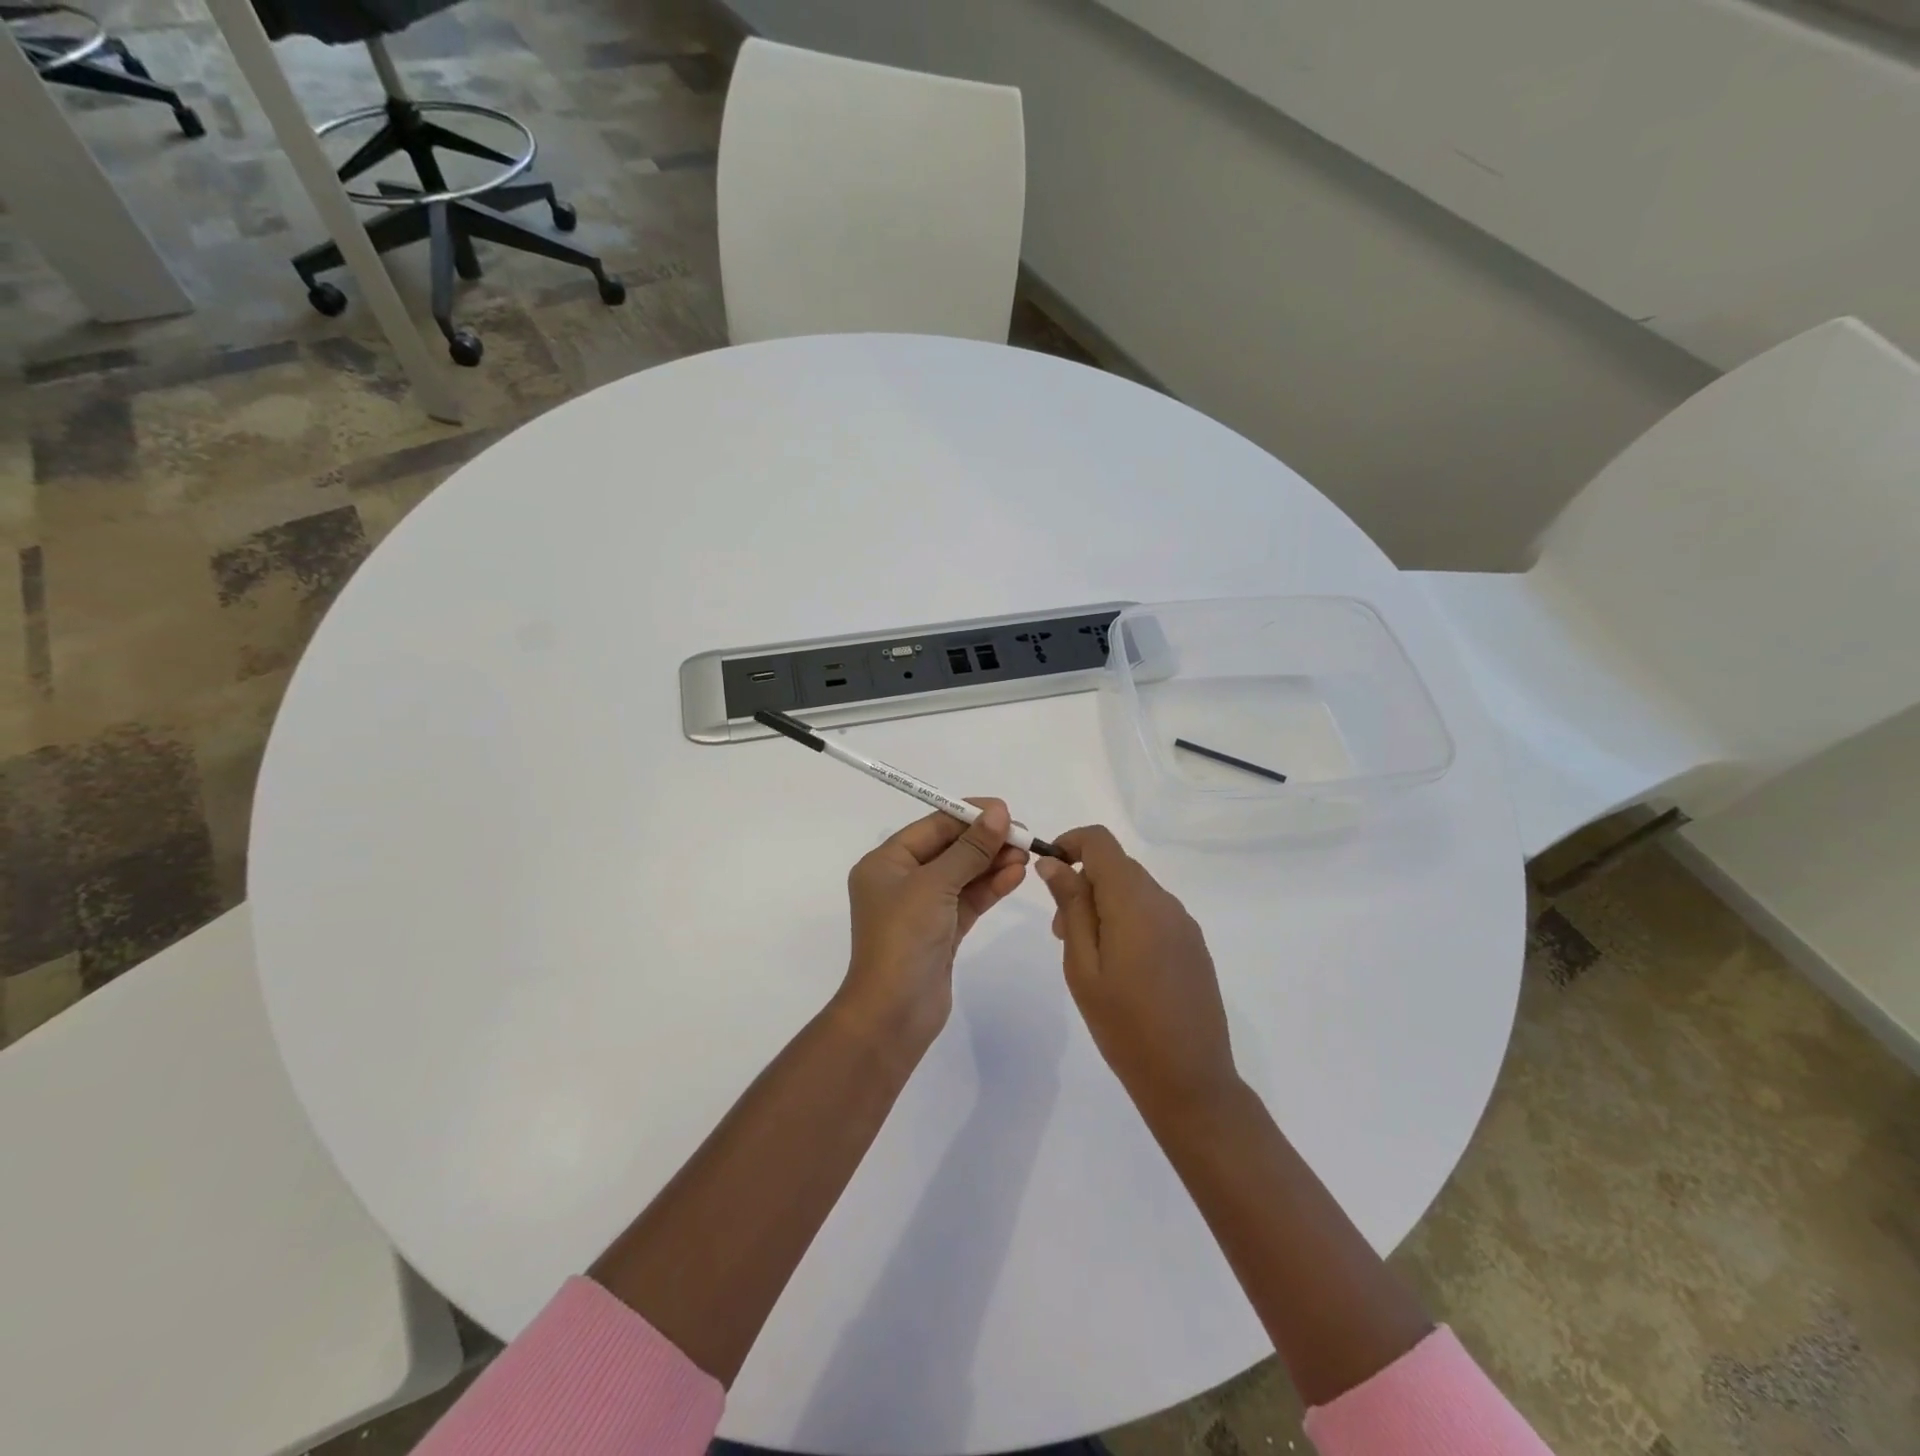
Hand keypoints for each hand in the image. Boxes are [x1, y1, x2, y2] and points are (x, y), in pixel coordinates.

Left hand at [839, 800, 1029, 1054]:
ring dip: (992, 863)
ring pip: (962, 875)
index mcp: (885, 863)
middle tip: (1022, 835)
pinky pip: (968, 900)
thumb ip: (970, 848)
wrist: (893, 1013)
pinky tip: (1016, 875)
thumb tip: (998, 812)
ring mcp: (922, 908)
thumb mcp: (935, 884)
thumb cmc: (904, 938)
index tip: (1005, 810)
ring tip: (1026, 854)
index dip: (968, 815)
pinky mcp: (941, 932)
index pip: (931, 827)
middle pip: (948, 849)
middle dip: (985, 841)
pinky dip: (990, 887)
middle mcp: (901, 881)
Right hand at [1035, 826, 1240, 1121]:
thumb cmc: (1123, 1025)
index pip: (1100, 841)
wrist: (1189, 1079)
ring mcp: (1184, 923)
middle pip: (1117, 866)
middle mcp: (1164, 901)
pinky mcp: (1193, 945)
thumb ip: (1070, 906)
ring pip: (1135, 890)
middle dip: (1083, 883)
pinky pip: (1154, 913)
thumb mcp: (1082, 965)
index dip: (1070, 843)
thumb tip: (1053, 862)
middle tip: (1061, 932)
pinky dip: (1128, 920)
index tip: (1048, 872)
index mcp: (1134, 901)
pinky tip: (1121, 968)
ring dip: (1105, 904)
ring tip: (1088, 955)